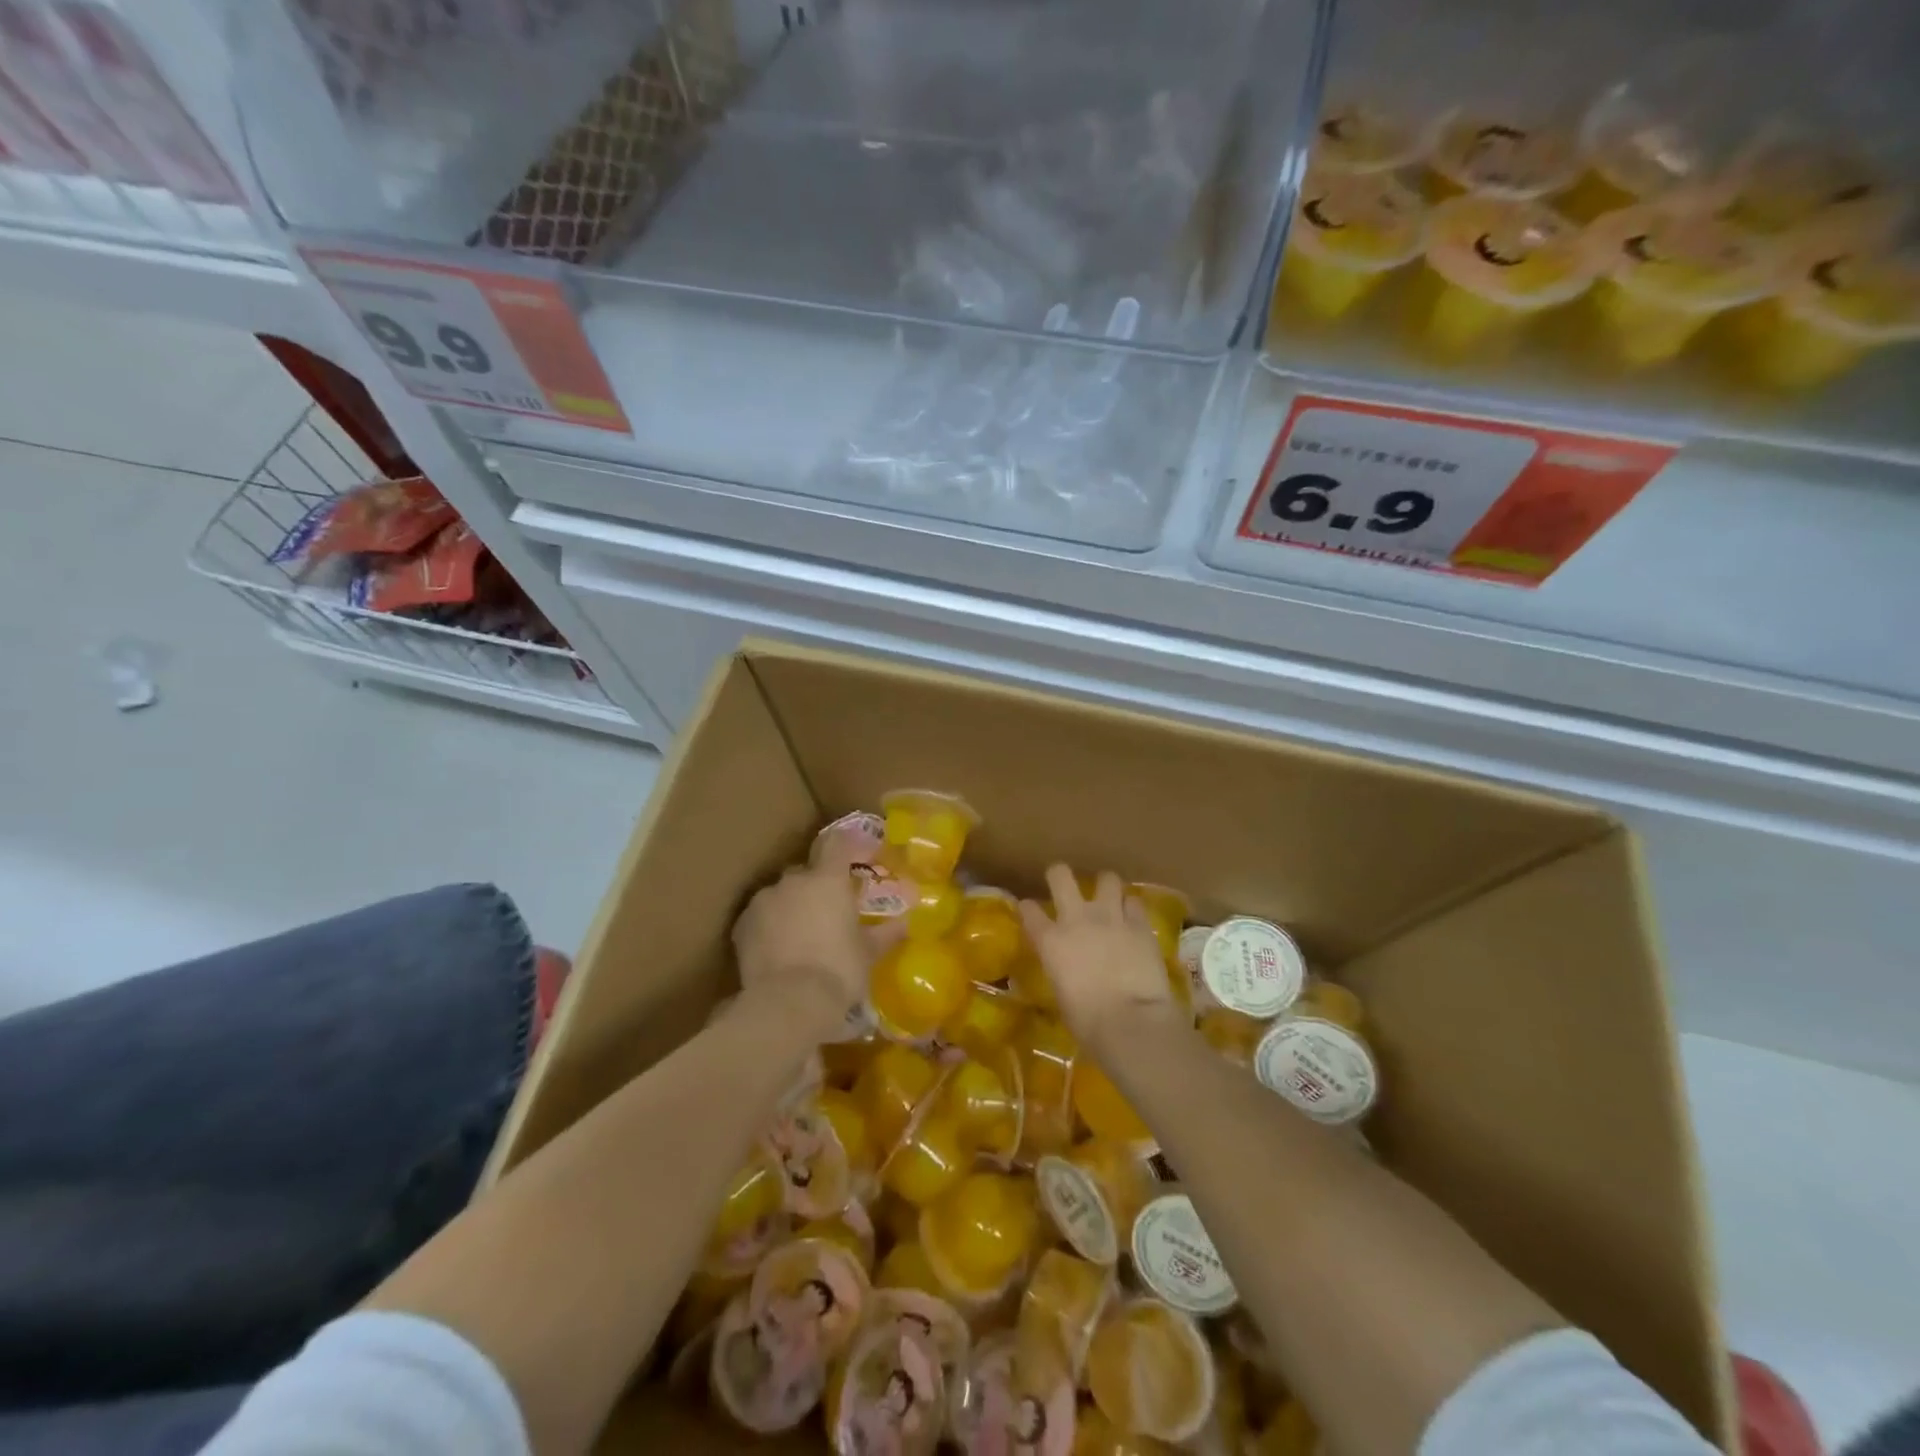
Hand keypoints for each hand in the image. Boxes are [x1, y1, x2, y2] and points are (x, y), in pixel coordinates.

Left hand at [733, 840, 890, 1023]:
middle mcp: (794, 881)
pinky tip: (778, 949)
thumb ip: (884, 934)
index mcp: (828, 880)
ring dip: (792, 906)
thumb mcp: (868, 954)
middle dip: (817, 887)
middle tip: (829, 912)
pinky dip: (770, 926)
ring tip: (801, 936)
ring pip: (781, 894)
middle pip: (807, 872)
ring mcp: (764, 900)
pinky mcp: (741, 924)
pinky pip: (760, 916)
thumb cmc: (838, 971)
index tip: (860, 856)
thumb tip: (904, 924)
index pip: (838, 844)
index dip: (849, 846)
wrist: (788, 1002)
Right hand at [1020, 865, 1176, 1050]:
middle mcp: (1077, 919)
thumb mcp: (1062, 994)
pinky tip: (1133, 919)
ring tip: (1109, 898)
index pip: (1029, 911)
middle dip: (1060, 875)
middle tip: (1065, 885)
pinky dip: (1131, 908)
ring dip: (1105, 887)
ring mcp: (1110, 917)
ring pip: (1107, 879)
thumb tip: (1068, 969)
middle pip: (1061, 876)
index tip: (1030, 910)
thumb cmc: (1088, 1021)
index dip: (1028, 908)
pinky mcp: (1140, 924)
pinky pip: (1134, 903)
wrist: (1131, 1021)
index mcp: (1050, 941)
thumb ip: (1061, 970)